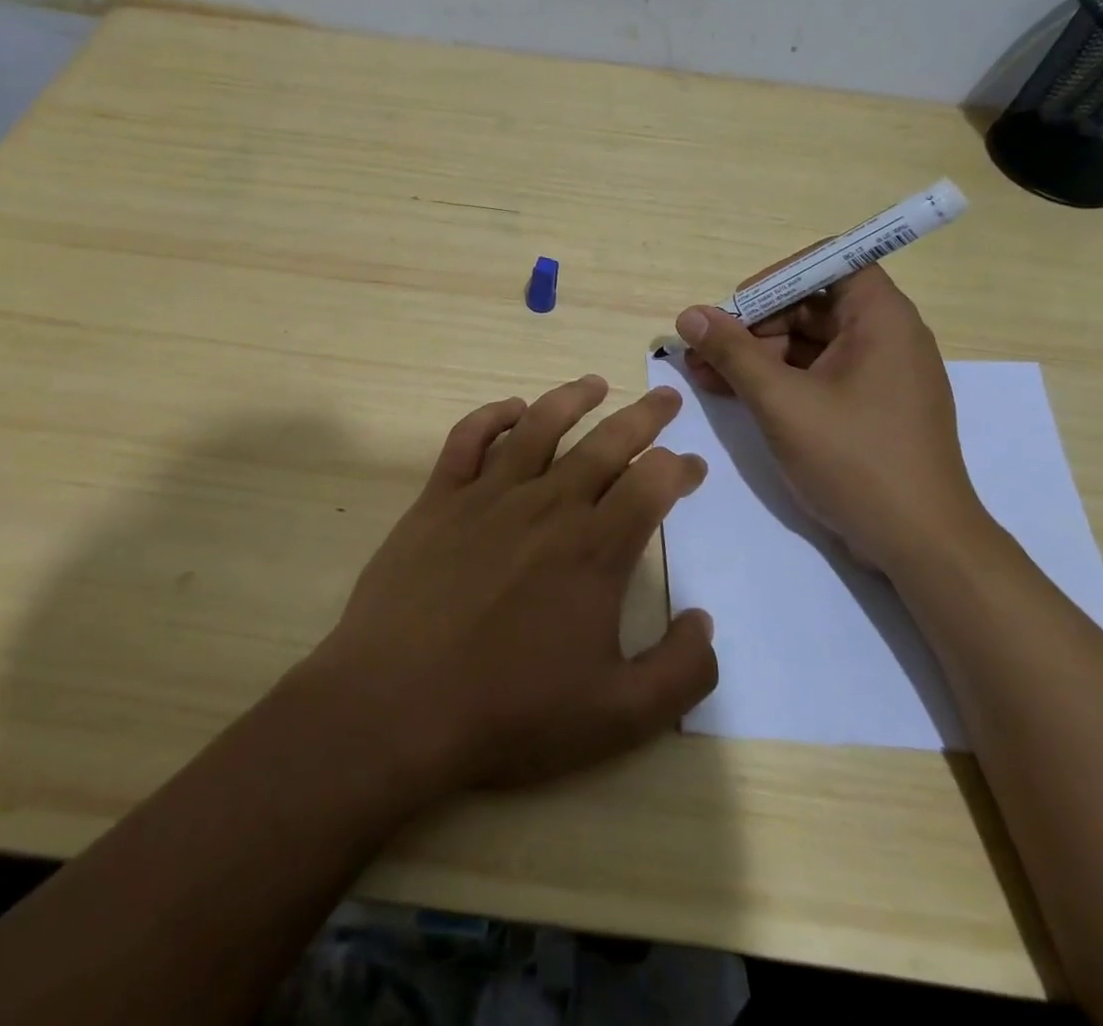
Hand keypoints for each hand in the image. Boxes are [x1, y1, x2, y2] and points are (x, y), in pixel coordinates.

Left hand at [306, 376, 717, 797]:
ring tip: (595, 384)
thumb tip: (705, 621)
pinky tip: (511, 409)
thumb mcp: (619, 717)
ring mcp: (488, 495)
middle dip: (644, 417)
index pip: (652, 485)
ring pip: (539, 425)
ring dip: (572, 398)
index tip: (692, 466)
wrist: (397, 705)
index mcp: (594, 550)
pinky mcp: (439, 498)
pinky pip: (468, 438)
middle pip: (606, 443)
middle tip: (665, 397)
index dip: (680, 469)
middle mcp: (547, 506)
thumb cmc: (509, 713)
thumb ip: (681, 671)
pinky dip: (492, 415)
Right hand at [677, 267, 985, 572]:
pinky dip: (776, 381)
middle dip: (753, 324)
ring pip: (808, 344)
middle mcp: (886, 337)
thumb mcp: (782, 402)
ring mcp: (878, 376)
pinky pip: (816, 375)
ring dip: (755, 355)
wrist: (920, 545)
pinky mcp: (868, 408)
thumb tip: (689, 316)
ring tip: (703, 374)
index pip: (830, 263)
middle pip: (811, 305)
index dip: (778, 277)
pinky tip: (732, 393)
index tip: (737, 307)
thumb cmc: (854, 460)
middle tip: (704, 349)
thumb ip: (733, 353)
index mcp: (881, 319)